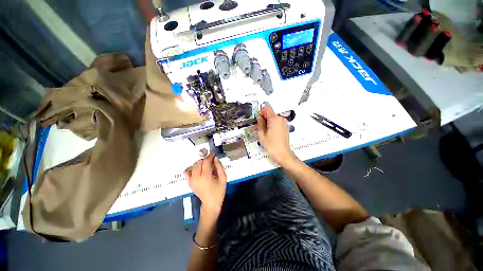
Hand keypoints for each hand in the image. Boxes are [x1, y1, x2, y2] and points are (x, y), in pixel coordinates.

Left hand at [184, 153, 226, 218]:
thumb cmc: (219, 191)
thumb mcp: (223, 179)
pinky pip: (187, 172)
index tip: (213, 154)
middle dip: (205, 159)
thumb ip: (219, 167)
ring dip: (200, 163)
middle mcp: (197, 178)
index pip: (205, 162)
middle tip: (211, 161)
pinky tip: (197, 169)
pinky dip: (191, 168)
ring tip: (206, 165)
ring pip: (193, 166)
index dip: (209, 156)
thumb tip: (215, 158)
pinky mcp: (189, 183)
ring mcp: (191, 180)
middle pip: (199, 162)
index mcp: (206, 177)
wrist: (210, 203)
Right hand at [256, 106, 294, 163]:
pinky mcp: (286, 127)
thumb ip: (259, 123)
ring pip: (273, 118)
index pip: (267, 108)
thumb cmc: (271, 145)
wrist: (282, 154)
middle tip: (258, 126)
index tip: (257, 118)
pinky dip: (272, 124)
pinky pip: (277, 122)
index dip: (261, 111)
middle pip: (271, 113)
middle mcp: (281, 119)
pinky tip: (269, 132)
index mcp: (275, 119)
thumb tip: (259, 117)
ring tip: (263, 130)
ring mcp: (284, 123)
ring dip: (267, 121)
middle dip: (263, 117)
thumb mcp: (261, 134)